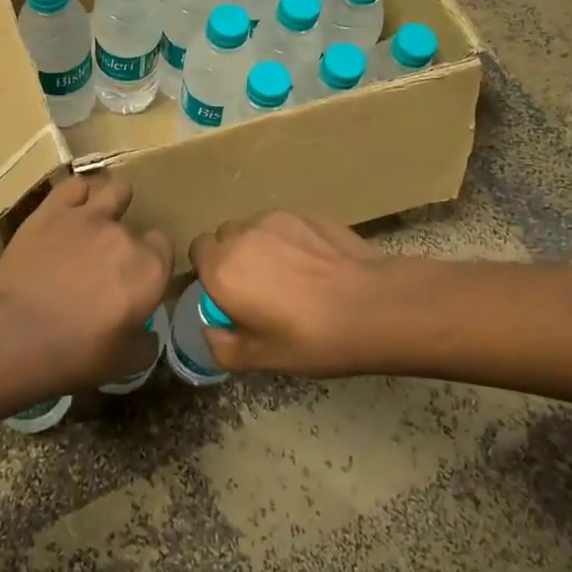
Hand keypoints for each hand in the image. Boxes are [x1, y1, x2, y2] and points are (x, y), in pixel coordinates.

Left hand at [0, 175, 173, 394]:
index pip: (164, 246)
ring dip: (113, 202)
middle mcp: (124, 236)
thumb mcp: (123, 364)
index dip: (152, 260)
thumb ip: (145, 343)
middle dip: (126, 242)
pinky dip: (77, 195)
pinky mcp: (52, 210)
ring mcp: (88, 217)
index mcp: (150, 270)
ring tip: (101, 216)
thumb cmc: (75, 355)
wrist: (13, 335)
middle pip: (135, 227)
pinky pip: (74, 186)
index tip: (138, 276)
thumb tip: (147, 334)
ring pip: (114, 191)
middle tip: (106, 265)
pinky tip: (72, 206)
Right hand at [188, 211, 390, 376]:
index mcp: (222, 269)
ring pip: (255, 228)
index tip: (230, 295)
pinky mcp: (306, 213)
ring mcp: (276, 219)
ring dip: (261, 246)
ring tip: (292, 275)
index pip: (197, 252)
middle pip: (225, 237)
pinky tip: (315, 264)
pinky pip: (284, 224)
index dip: (210, 272)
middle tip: (260, 288)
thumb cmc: (311, 338)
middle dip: (233, 257)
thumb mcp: (260, 359)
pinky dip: (289, 239)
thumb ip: (221, 345)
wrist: (373, 306)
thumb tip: (212, 328)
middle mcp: (242, 235)